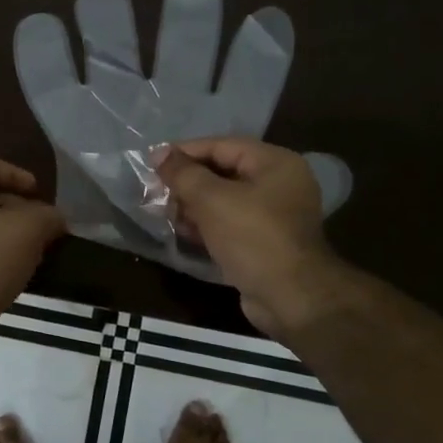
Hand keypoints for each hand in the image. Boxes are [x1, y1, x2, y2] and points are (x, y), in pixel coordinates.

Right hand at [155, 138, 351, 340]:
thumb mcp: (212, 200)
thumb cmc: (252, 238)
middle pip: (223, 172)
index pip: (222, 146)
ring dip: (193, 206)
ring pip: (224, 200)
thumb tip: (159, 154)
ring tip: (166, 214)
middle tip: (156, 193)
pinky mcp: (265, 241)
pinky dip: (207, 225)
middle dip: (187, 182)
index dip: (185, 152)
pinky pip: (230, 223)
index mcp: (274, 163)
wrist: (290, 297)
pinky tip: (184, 232)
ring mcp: (274, 215)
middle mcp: (279, 183)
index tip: (152, 163)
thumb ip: (183, 174)